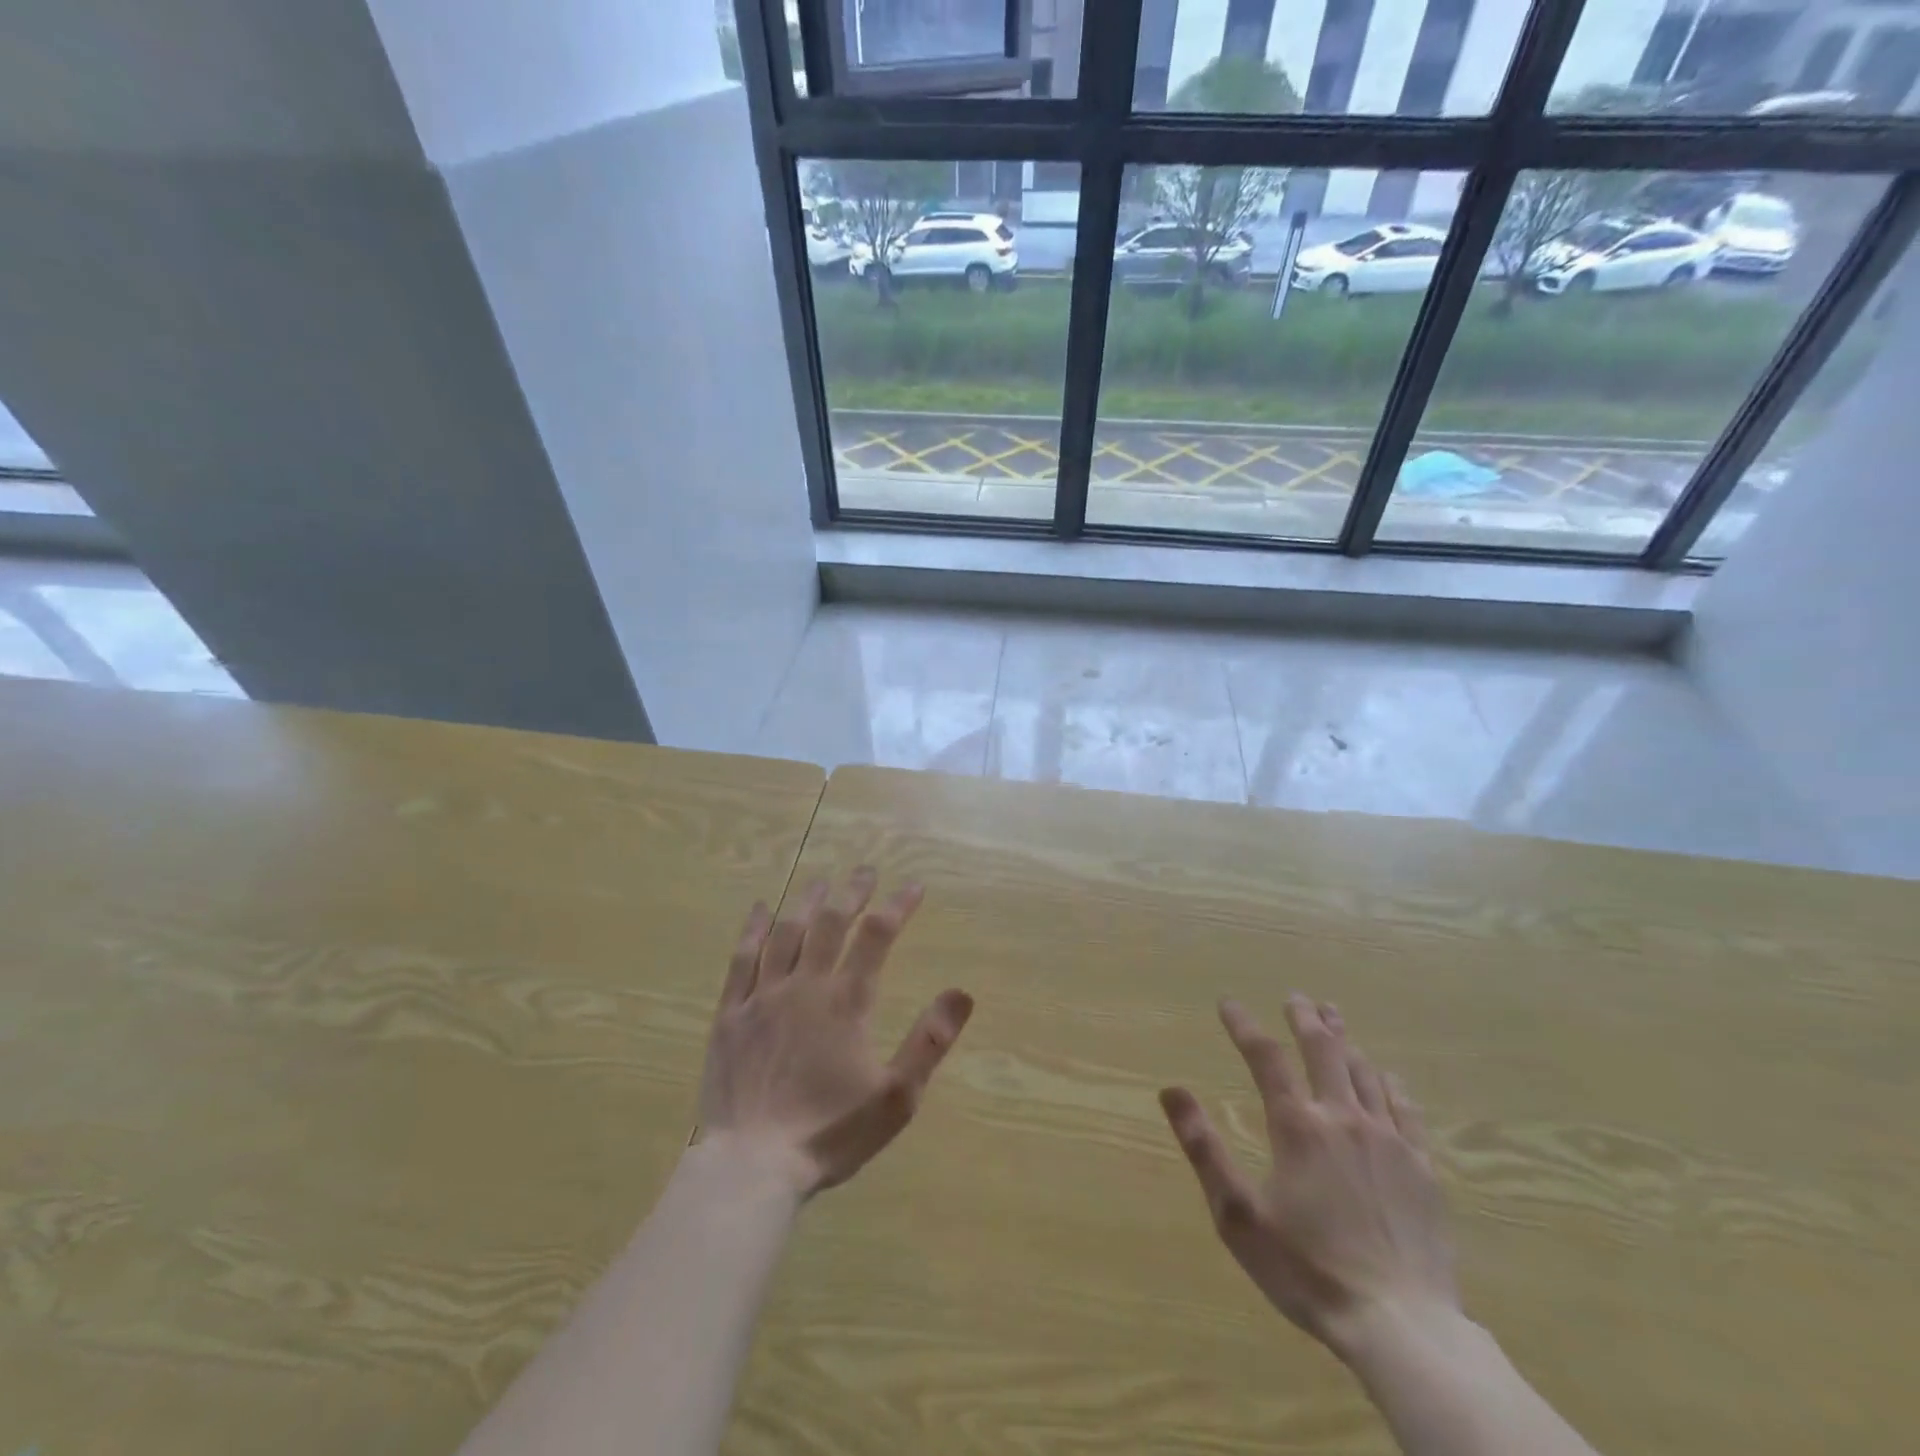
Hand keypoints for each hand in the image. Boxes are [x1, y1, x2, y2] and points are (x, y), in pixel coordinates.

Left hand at [697, 869, 973, 1198]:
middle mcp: (805, 986)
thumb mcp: (896, 1097)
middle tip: (866, 871)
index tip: (915, 886)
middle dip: (853, 892)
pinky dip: (753, 929)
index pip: (877, 936)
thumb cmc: (830, 1133)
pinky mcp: (730, 1015)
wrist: (751, 1166)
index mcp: (846, 1002)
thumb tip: (962, 991)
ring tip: (823, 882)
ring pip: (787, 933)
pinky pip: (741, 959)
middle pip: (832, 923)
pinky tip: (762, 908)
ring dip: (808, 902)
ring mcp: (762, 997)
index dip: (898, 906)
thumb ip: (929, 1042)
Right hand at [1159, 995, 1456, 1362]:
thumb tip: (1171, 1090)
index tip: (1227, 1003)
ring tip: (1335, 1017)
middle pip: (1323, 1051)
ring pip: (1365, 1073)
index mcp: (1298, 1126)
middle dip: (1306, 1019)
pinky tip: (1389, 1075)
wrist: (1402, 1328)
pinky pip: (1407, 1111)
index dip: (1243, 1025)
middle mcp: (1343, 1119)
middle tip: (1296, 997)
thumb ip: (1203, 1148)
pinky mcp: (1423, 1170)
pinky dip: (1392, 1085)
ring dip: (1346, 1040)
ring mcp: (1389, 1142)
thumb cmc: (1307, 1269)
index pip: (1265, 1057)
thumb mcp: (1237, 1214)